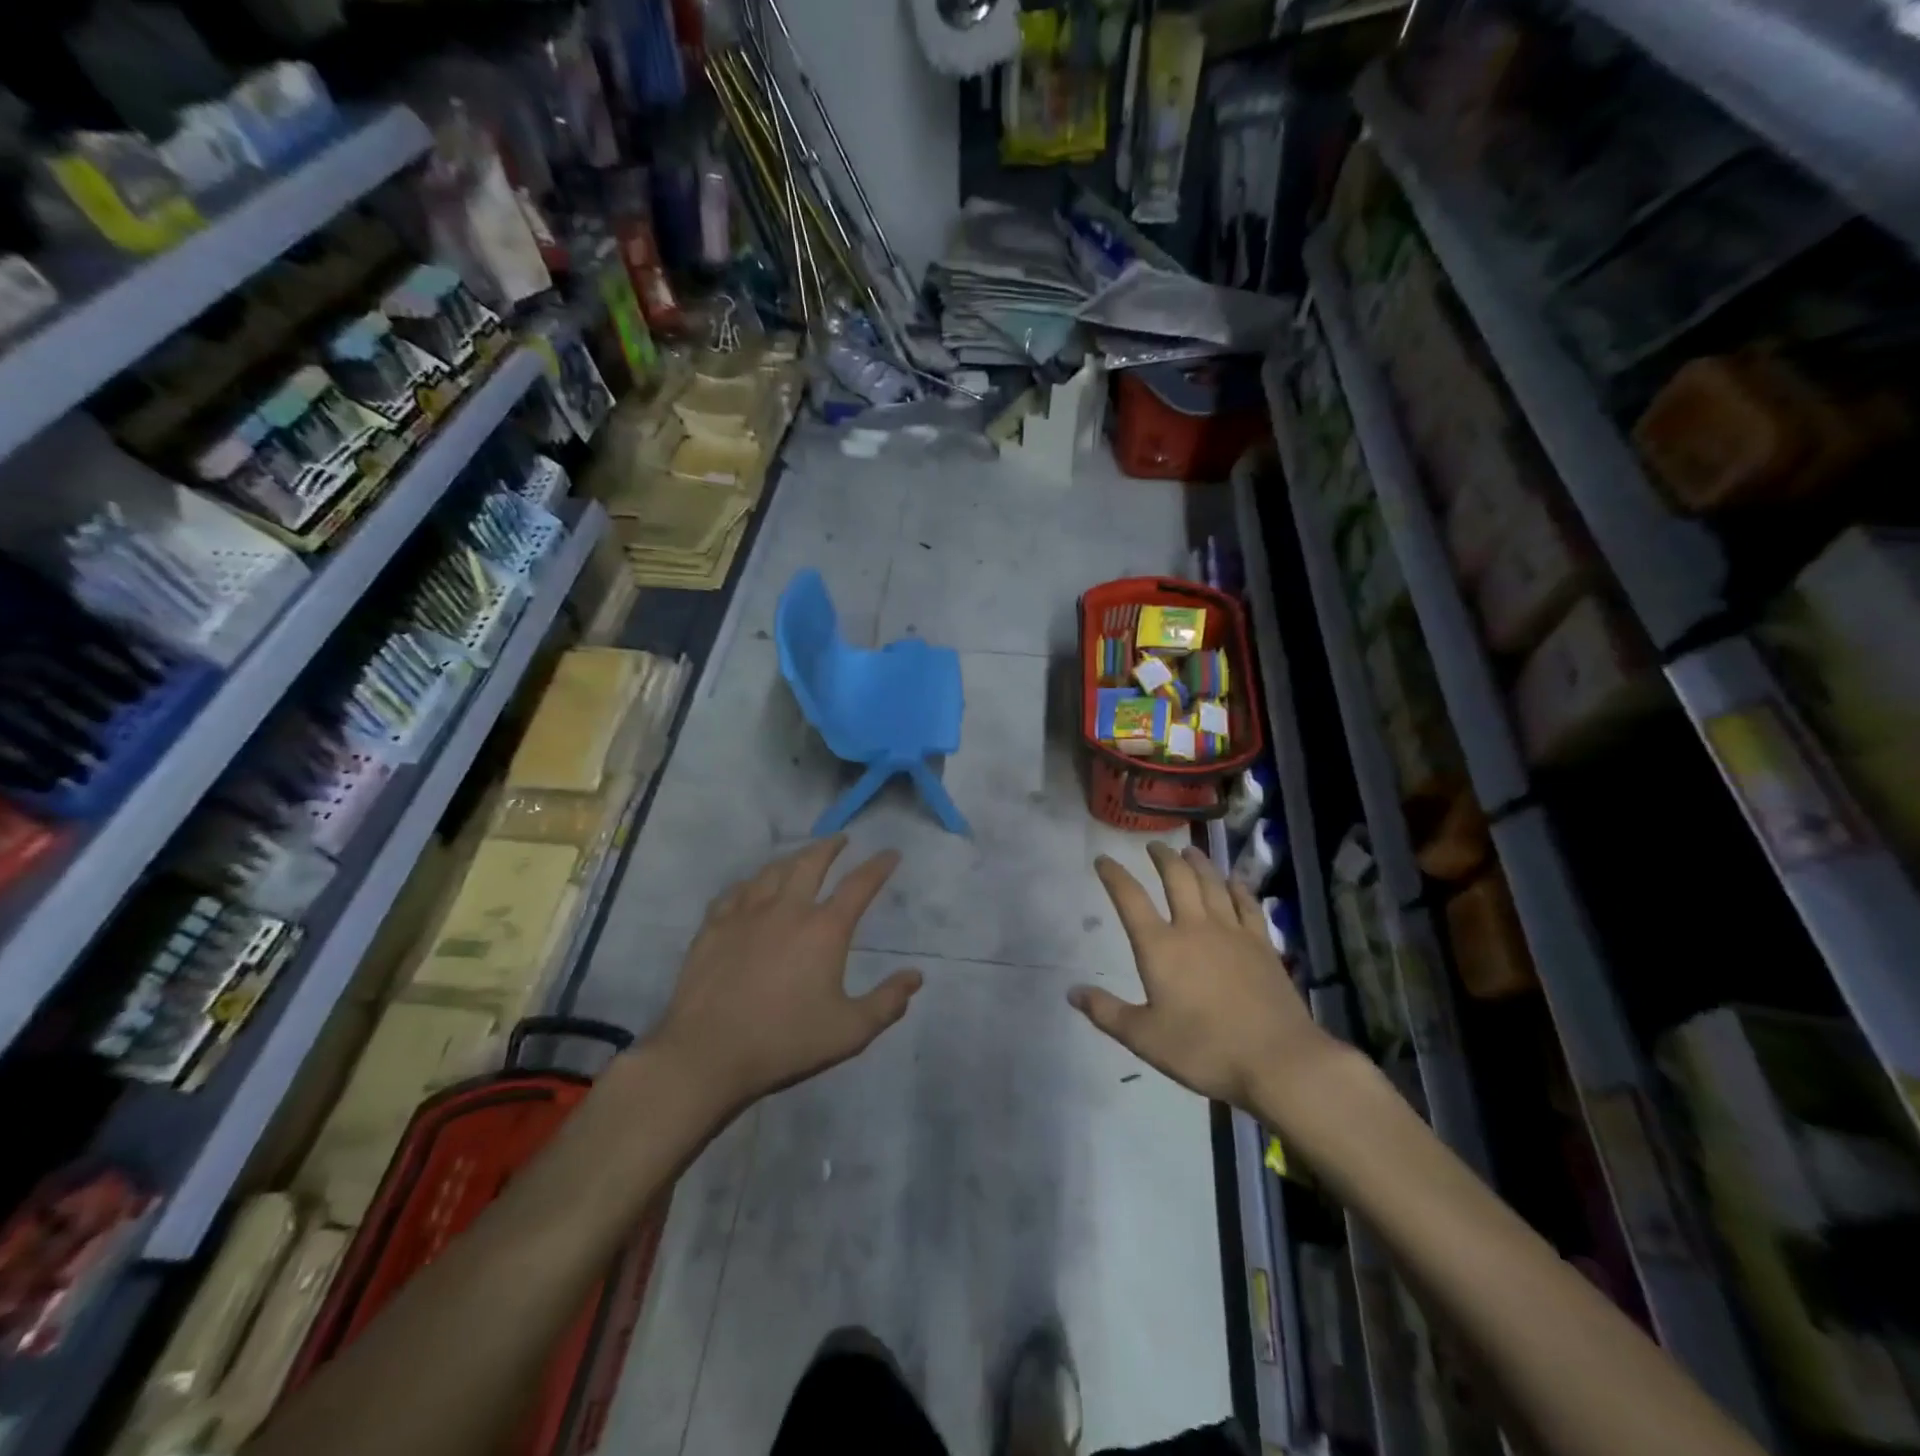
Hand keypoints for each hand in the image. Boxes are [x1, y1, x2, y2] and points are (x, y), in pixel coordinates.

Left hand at [651, 837, 921, 1111]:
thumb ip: (888, 1002)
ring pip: (772, 870)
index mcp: (825, 929)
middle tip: (840, 839)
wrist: (707, 1054)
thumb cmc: (785, 1042)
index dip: (878, 866)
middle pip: (811, 862)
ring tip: (800, 857)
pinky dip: (751, 882)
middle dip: (830, 846)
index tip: (890, 853)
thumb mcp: (849, 1031)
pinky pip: (735, 891)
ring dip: (792, 858)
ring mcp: (745, 913)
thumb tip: (916, 977)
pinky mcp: (713, 926)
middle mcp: (787, 909)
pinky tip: (751, 888)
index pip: (859, 885)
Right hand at [1070, 843, 1339, 1110]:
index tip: (1103, 859)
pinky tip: (1234, 881)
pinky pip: (1247, 904)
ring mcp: (1232, 932)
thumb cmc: (1204, 1049)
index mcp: (1160, 946)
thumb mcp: (1144, 1037)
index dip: (1114, 876)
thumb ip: (1106, 1012)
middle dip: (1162, 858)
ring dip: (1198, 863)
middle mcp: (1194, 927)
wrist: (1278, 1060)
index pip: (1130, 899)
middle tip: (1153, 846)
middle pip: (1177, 879)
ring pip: (1212, 883)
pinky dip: (1237, 888)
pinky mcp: (1262, 944)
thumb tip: (1072, 991)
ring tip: (1188, 852)